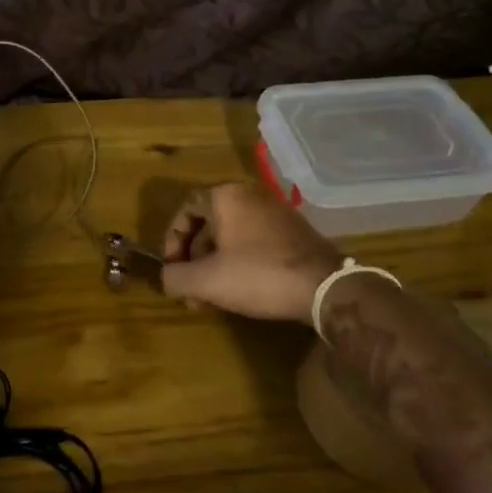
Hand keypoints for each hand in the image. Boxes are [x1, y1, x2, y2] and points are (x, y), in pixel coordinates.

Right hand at [159, 181, 344, 322]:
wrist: (325, 287)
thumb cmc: (259, 274)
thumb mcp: (207, 281)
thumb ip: (176, 278)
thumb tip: (166, 278)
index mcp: (225, 197)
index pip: (185, 209)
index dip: (172, 240)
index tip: (172, 268)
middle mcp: (249, 195)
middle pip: (208, 223)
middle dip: (194, 258)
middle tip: (191, 290)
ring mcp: (275, 212)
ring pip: (231, 235)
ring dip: (215, 264)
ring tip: (212, 297)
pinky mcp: (294, 232)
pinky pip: (254, 241)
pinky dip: (239, 262)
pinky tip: (241, 290)